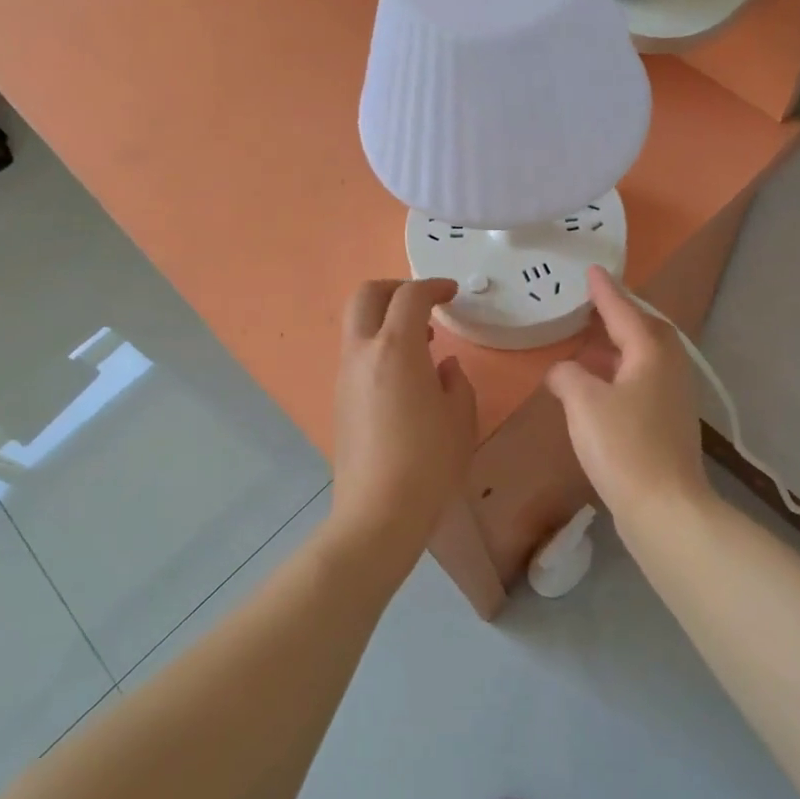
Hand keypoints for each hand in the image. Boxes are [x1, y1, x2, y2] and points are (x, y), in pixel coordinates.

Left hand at [330, 279, 478, 565]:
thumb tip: (444, 366)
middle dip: (395, 289)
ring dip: (385, 319)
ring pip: (356, 325)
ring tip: (421, 344)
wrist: (378, 512)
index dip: (432, 286)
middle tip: (424, 304)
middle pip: (366, 295)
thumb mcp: (460, 418)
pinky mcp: (339, 399)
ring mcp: (344, 376)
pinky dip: (378, 346)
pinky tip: (404, 377)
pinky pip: (356, 354)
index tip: (451, 293)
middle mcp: (363, 353)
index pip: (410, 296)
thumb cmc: (429, 462)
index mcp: (396, 349)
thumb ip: (456, 381)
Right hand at [547, 268, 709, 527]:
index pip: (624, 311)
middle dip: (620, 315)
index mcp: (651, 352)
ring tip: (591, 344)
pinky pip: (643, 380)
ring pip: (645, 357)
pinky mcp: (669, 422)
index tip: (592, 271)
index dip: (605, 291)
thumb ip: (567, 376)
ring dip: (619, 346)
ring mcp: (674, 396)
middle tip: (594, 306)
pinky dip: (621, 373)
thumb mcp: (583, 402)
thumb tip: (564, 372)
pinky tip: (600, 388)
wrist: (666, 507)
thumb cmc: (623, 446)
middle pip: (645, 330)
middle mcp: (669, 367)